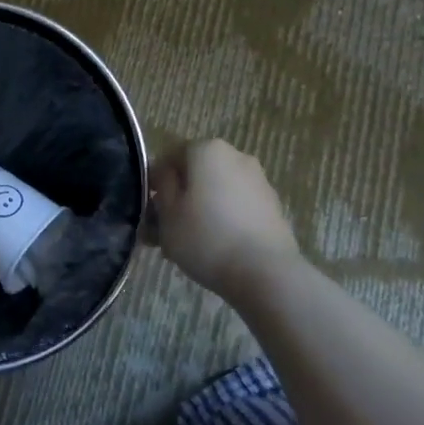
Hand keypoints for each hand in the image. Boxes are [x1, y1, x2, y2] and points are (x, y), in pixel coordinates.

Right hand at [149, 140, 301, 298]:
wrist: (267, 274)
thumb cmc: (206, 238)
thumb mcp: (167, 212)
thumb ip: (162, 186)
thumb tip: (166, 174)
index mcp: (207, 149)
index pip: (169, 157)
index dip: (155, 183)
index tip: (150, 211)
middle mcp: (236, 156)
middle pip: (195, 174)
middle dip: (179, 199)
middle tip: (165, 231)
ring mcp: (258, 181)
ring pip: (216, 192)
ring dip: (200, 211)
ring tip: (188, 246)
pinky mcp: (273, 207)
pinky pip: (237, 207)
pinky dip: (223, 221)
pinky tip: (214, 249)